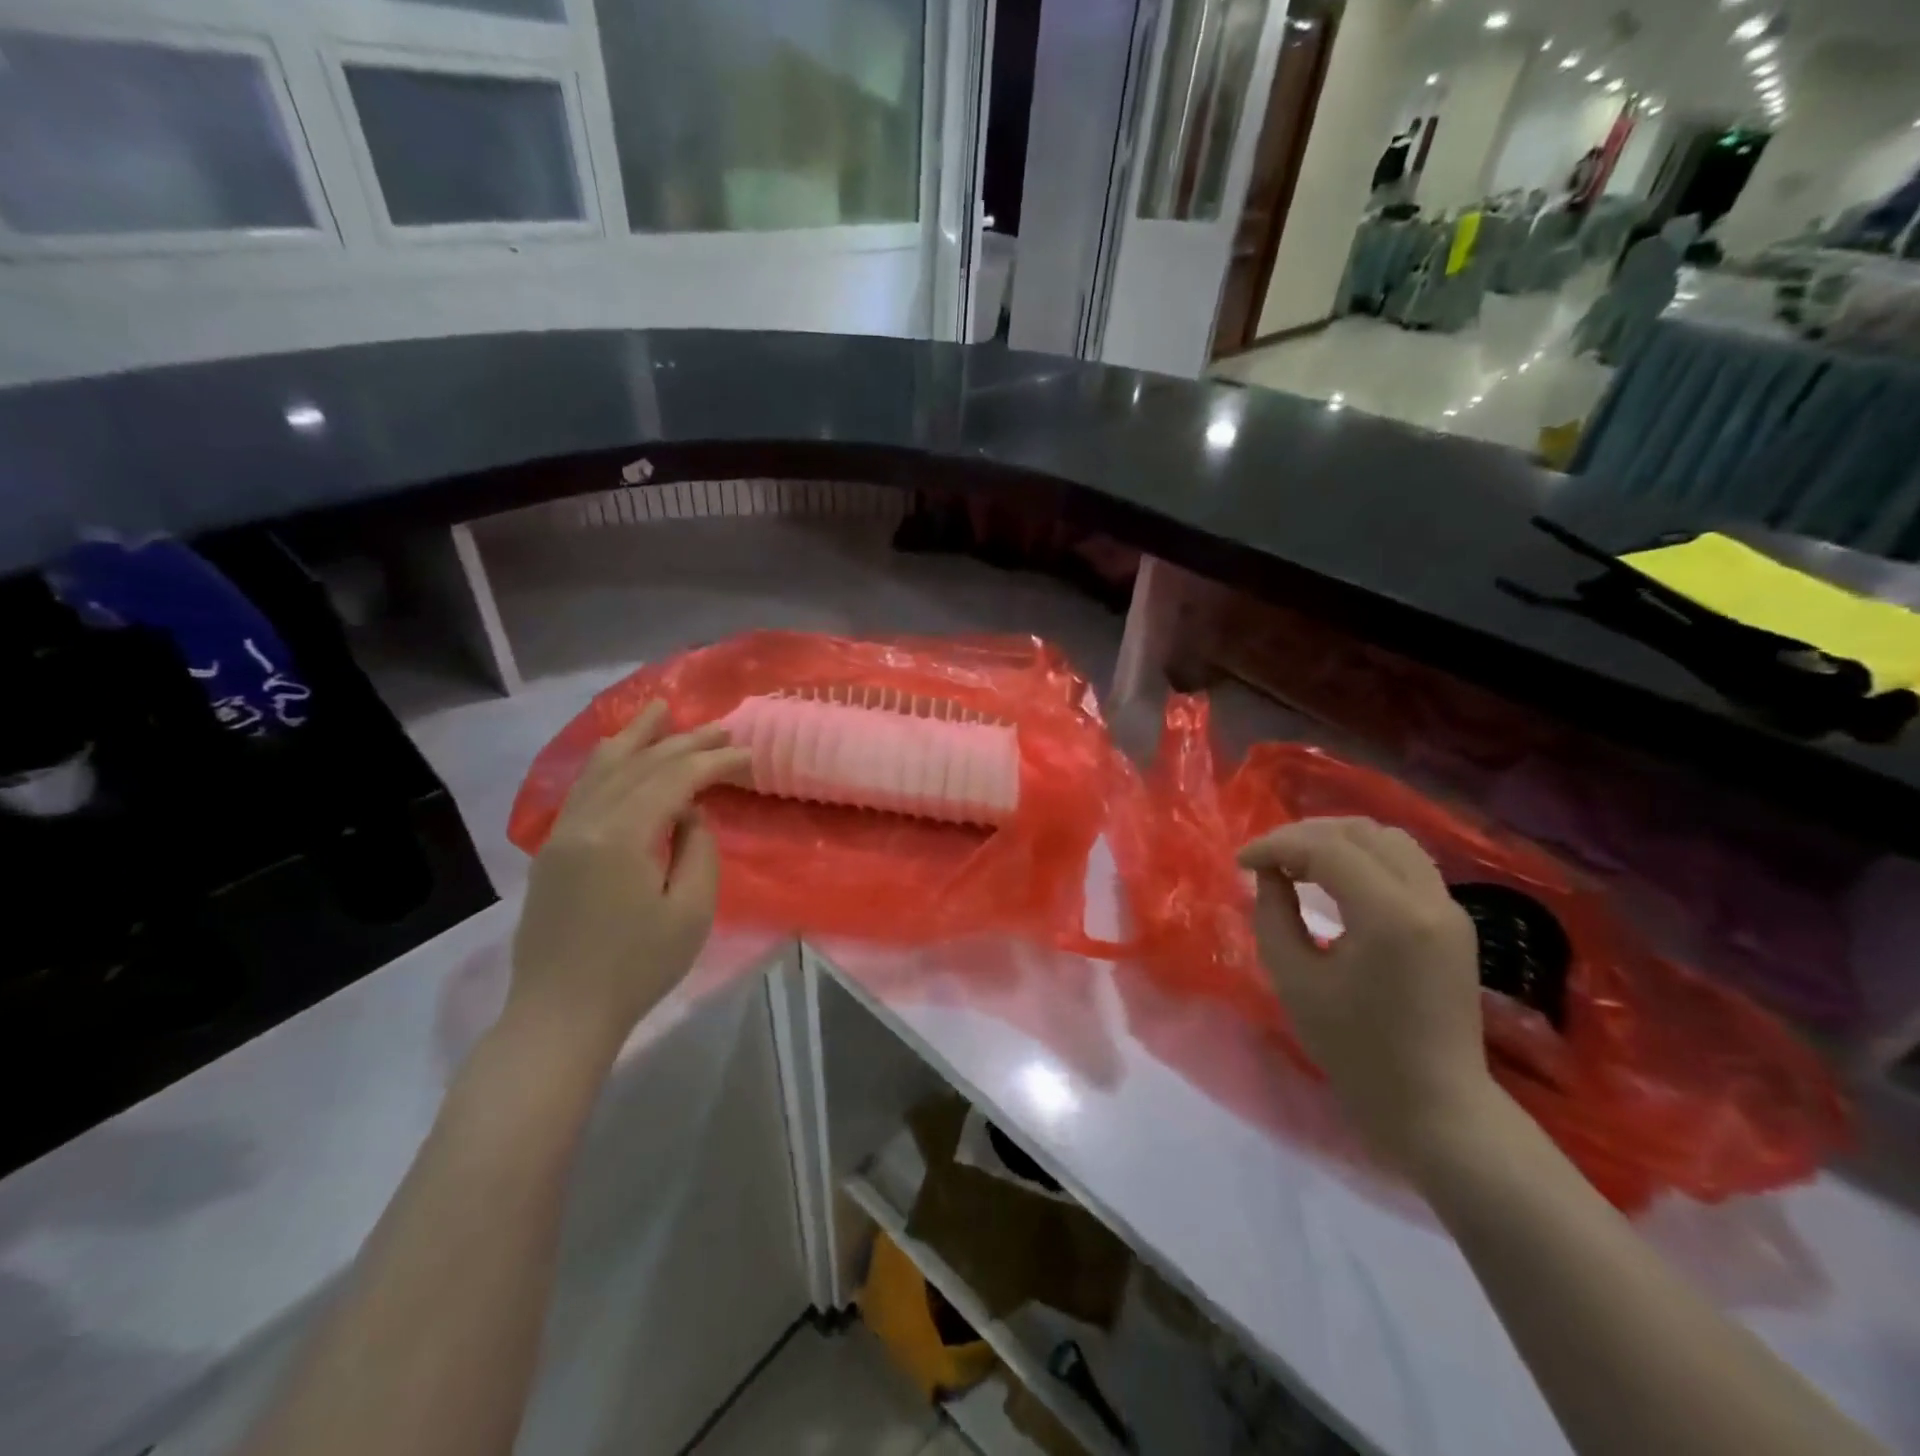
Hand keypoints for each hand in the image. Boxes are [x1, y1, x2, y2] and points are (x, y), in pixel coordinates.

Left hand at [509, 703, 749, 1053]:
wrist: (560, 1015)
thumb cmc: (636, 968)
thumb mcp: (690, 912)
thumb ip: (698, 850)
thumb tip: (690, 813)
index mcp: (620, 836)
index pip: (673, 780)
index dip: (713, 762)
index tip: (746, 754)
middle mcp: (585, 821)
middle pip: (639, 765)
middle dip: (683, 743)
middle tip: (721, 728)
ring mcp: (562, 833)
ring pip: (602, 768)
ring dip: (637, 737)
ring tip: (661, 710)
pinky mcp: (553, 849)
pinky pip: (584, 788)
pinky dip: (608, 762)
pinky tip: (620, 752)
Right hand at [1237, 817, 1501, 1175]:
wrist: (1435, 1106)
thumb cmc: (1355, 1050)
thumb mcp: (1294, 980)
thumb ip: (1273, 914)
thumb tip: (1269, 874)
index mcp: (1390, 915)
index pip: (1326, 847)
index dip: (1276, 844)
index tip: (1241, 862)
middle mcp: (1428, 898)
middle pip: (1361, 831)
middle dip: (1304, 836)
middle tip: (1267, 861)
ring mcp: (1449, 907)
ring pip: (1388, 840)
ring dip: (1337, 840)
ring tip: (1298, 865)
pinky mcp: (1453, 920)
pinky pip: (1404, 863)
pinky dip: (1363, 857)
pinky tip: (1334, 880)